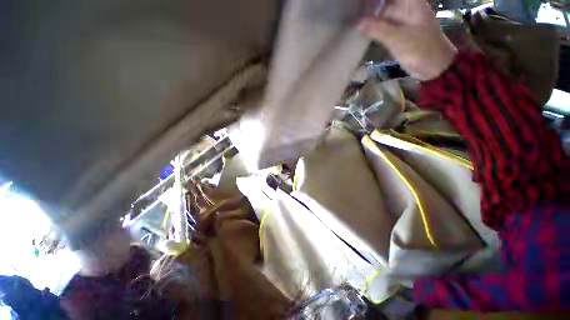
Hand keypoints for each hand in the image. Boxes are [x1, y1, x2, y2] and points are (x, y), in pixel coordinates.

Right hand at [358, 0, 456, 80]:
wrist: (434, 66)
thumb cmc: (420, 49)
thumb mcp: (398, 38)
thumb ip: (377, 30)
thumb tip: (357, 24)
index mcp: (411, 3)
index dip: (376, 1)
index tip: (362, 4)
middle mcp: (406, 8)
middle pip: (385, 2)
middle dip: (371, 7)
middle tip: (354, 12)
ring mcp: (402, 20)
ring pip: (383, 14)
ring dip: (370, 18)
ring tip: (355, 23)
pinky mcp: (398, 32)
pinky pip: (383, 27)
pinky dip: (374, 29)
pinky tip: (363, 32)